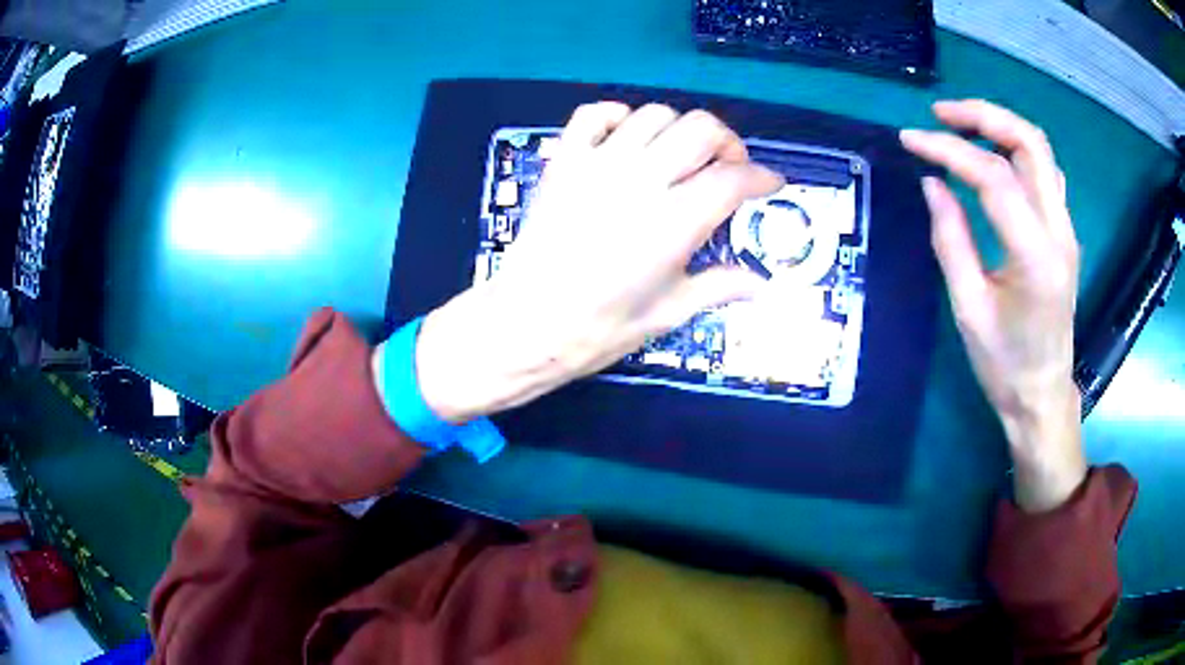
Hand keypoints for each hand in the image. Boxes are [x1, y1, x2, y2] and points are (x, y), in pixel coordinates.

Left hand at [414, 103, 783, 423]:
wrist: (527, 323)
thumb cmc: (599, 328)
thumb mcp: (668, 313)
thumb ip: (717, 288)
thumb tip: (758, 284)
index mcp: (674, 223)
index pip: (733, 180)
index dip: (762, 178)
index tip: (771, 184)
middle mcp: (641, 181)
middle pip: (700, 130)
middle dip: (728, 143)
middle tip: (729, 168)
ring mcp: (598, 165)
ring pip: (654, 115)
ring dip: (679, 129)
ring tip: (682, 155)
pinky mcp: (564, 162)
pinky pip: (593, 114)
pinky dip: (618, 115)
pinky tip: (628, 136)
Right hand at [901, 100, 1086, 511]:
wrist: (1043, 394)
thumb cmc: (1004, 364)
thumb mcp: (968, 308)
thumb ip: (950, 239)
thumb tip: (932, 183)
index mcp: (1036, 256)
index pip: (994, 177)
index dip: (948, 150)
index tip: (910, 141)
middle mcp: (1059, 231)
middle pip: (1030, 143)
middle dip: (983, 115)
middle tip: (941, 115)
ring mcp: (1066, 228)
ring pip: (1040, 151)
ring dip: (1000, 126)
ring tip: (960, 125)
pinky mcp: (1063, 232)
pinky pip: (1044, 173)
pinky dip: (1016, 150)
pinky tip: (994, 156)